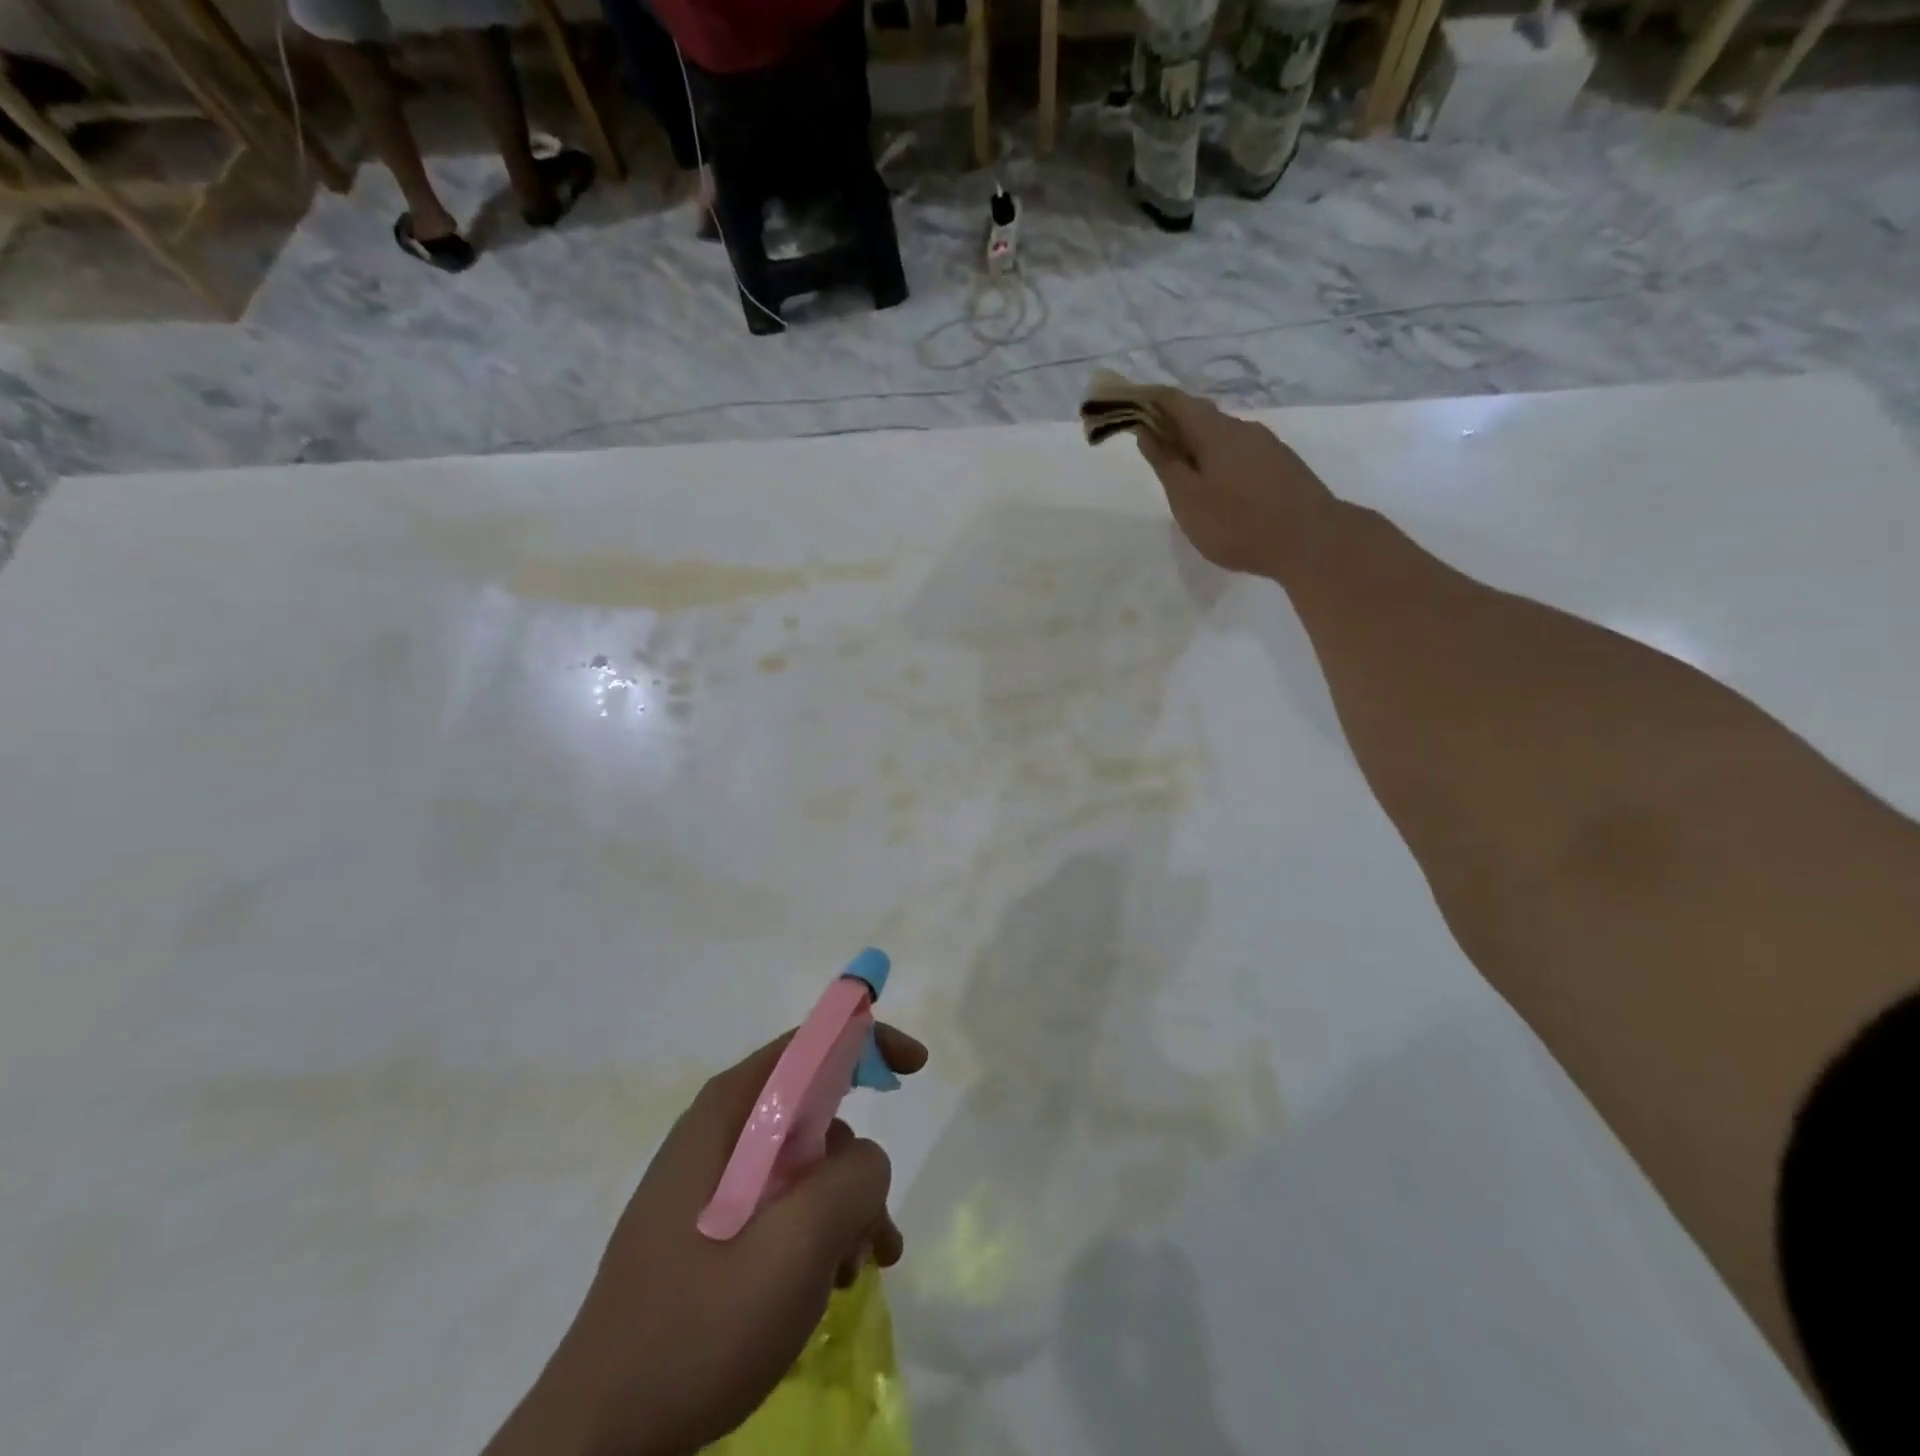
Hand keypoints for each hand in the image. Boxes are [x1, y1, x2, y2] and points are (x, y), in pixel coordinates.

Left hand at [485, 1025, 928, 1455]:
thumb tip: (867, 1159)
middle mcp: (718, 1133)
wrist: (599, 1442)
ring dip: (843, 1208)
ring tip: (861, 1270)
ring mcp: (709, 1184)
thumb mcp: (796, 1245)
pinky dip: (817, 1233)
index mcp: (729, 1112)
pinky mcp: (707, 1230)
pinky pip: (780, 1205)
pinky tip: (830, 1285)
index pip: (808, 1045)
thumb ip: (853, 1179)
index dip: (866, 1042)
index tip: (915, 1068)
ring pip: (803, 1165)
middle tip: (880, 1223)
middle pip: (812, 1111)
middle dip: (858, 1161)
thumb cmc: (699, 1326)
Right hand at [1135, 391, 1335, 577]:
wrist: (1312, 542)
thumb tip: (1147, 432)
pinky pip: (1240, 454)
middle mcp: (1244, 429)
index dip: (1148, 401)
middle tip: (1151, 452)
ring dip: (1197, 448)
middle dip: (1172, 427)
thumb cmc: (1239, 523)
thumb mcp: (1188, 500)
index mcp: (1215, 432)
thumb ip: (1166, 464)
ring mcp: (1268, 446)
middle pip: (1200, 418)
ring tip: (1182, 478)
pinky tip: (1217, 490)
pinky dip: (1218, 462)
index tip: (1126, 410)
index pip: (1175, 401)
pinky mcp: (1282, 466)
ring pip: (1222, 437)